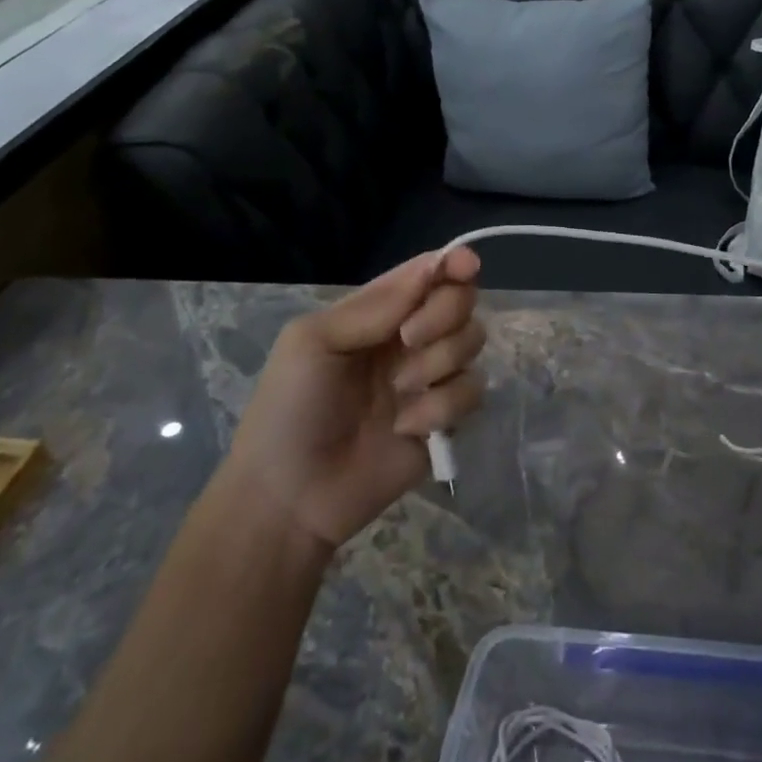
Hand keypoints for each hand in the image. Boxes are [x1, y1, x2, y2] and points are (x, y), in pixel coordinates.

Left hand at [230, 249, 485, 548]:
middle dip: (443, 315)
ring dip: (438, 364)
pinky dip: (441, 408)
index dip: (453, 264)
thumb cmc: (289, 408)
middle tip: (409, 339)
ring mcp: (429, 379)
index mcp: (377, 313)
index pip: (428, 273)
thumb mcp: (313, 342)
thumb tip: (434, 266)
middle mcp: (410, 338)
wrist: (290, 497)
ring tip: (397, 393)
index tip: (465, 267)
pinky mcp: (445, 420)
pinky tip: (405, 428)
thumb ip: (375, 306)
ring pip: (472, 344)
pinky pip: (472, 393)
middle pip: (461, 302)